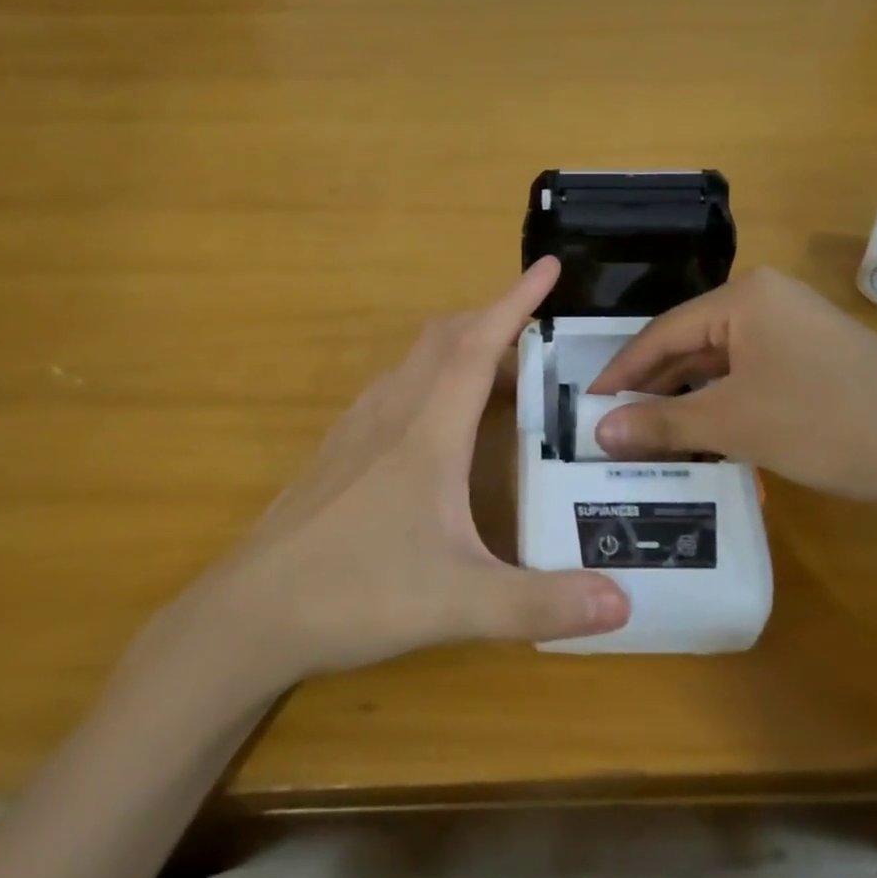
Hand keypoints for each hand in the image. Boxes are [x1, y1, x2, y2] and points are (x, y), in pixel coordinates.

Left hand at [167, 258, 629, 688]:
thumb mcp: (459, 603)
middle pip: (447, 337)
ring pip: (418, 359)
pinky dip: (433, 376)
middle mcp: (393, 410)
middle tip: (539, 333)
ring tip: (502, 374)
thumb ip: (542, 604)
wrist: (252, 612)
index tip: (548, 265)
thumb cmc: (357, 592)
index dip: (516, 300)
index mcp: (429, 428)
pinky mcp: (341, 447)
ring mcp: (360, 425)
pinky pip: (397, 385)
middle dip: (494, 318)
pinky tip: (442, 421)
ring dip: (462, 347)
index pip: (479, 344)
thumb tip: (624, 605)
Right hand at [587, 267, 876, 513]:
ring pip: (721, 362)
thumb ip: (661, 423)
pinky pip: (751, 374)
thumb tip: (597, 432)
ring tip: (649, 434)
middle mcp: (767, 300)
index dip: (622, 371)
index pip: (663, 332)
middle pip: (691, 343)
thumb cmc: (828, 423)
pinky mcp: (816, 358)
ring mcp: (796, 328)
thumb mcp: (736, 423)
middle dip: (653, 386)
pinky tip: (704, 432)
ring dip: (687, 397)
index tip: (588, 405)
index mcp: (744, 296)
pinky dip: (723, 402)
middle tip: (614, 425)